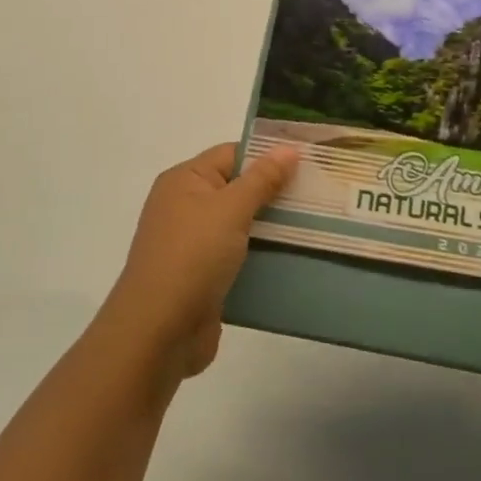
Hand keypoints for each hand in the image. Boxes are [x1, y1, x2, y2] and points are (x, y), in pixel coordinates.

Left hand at [105, 142, 299, 378]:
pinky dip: (264, 255)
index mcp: (185, 181)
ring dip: (274, 226)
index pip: (232, 154)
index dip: (268, 155)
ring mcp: (195, 244)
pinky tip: (297, 257)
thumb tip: (288, 148)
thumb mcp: (230, 209)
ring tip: (319, 223)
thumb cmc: (192, 257)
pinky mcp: (205, 276)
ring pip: (244, 225)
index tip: (309, 160)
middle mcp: (187, 206)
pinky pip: (241, 256)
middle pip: (239, 189)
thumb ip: (262, 179)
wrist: (158, 332)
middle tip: (322, 192)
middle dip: (277, 192)